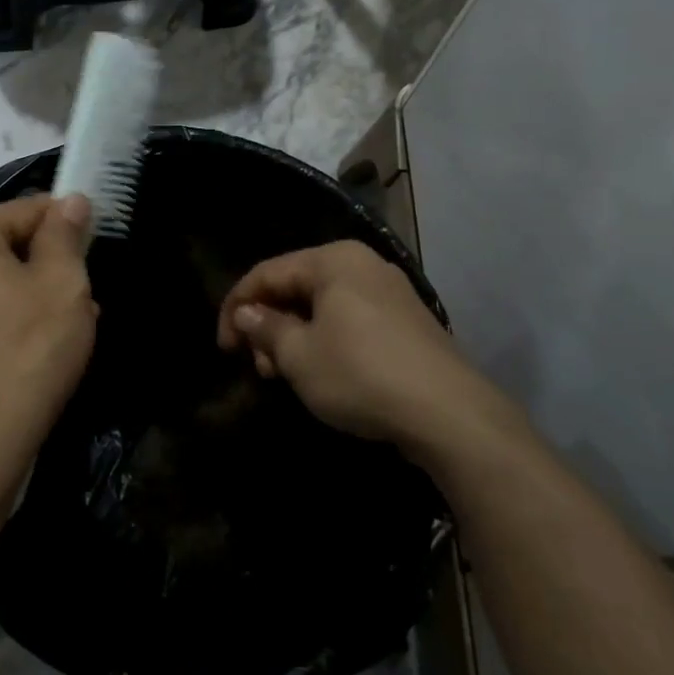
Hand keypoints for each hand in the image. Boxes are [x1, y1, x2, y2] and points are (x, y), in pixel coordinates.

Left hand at [0, 194, 96, 498]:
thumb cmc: (30, 348)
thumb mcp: (63, 283)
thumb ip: (65, 233)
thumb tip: (70, 200)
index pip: (27, 209)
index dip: (68, 225)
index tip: (95, 251)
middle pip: (10, 242)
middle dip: (52, 263)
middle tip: (86, 295)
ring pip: (1, 278)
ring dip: (38, 291)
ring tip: (74, 323)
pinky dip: (15, 315)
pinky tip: (45, 343)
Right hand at [217, 240, 523, 468]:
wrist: (450, 414)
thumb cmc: (360, 374)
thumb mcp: (298, 355)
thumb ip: (265, 328)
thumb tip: (247, 313)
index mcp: (333, 260)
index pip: (267, 273)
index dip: (236, 307)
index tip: (223, 347)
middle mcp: (362, 265)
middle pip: (295, 287)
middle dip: (268, 325)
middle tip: (256, 366)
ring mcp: (389, 292)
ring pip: (322, 306)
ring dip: (293, 337)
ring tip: (283, 376)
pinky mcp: (406, 322)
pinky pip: (349, 320)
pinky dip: (324, 342)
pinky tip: (320, 373)